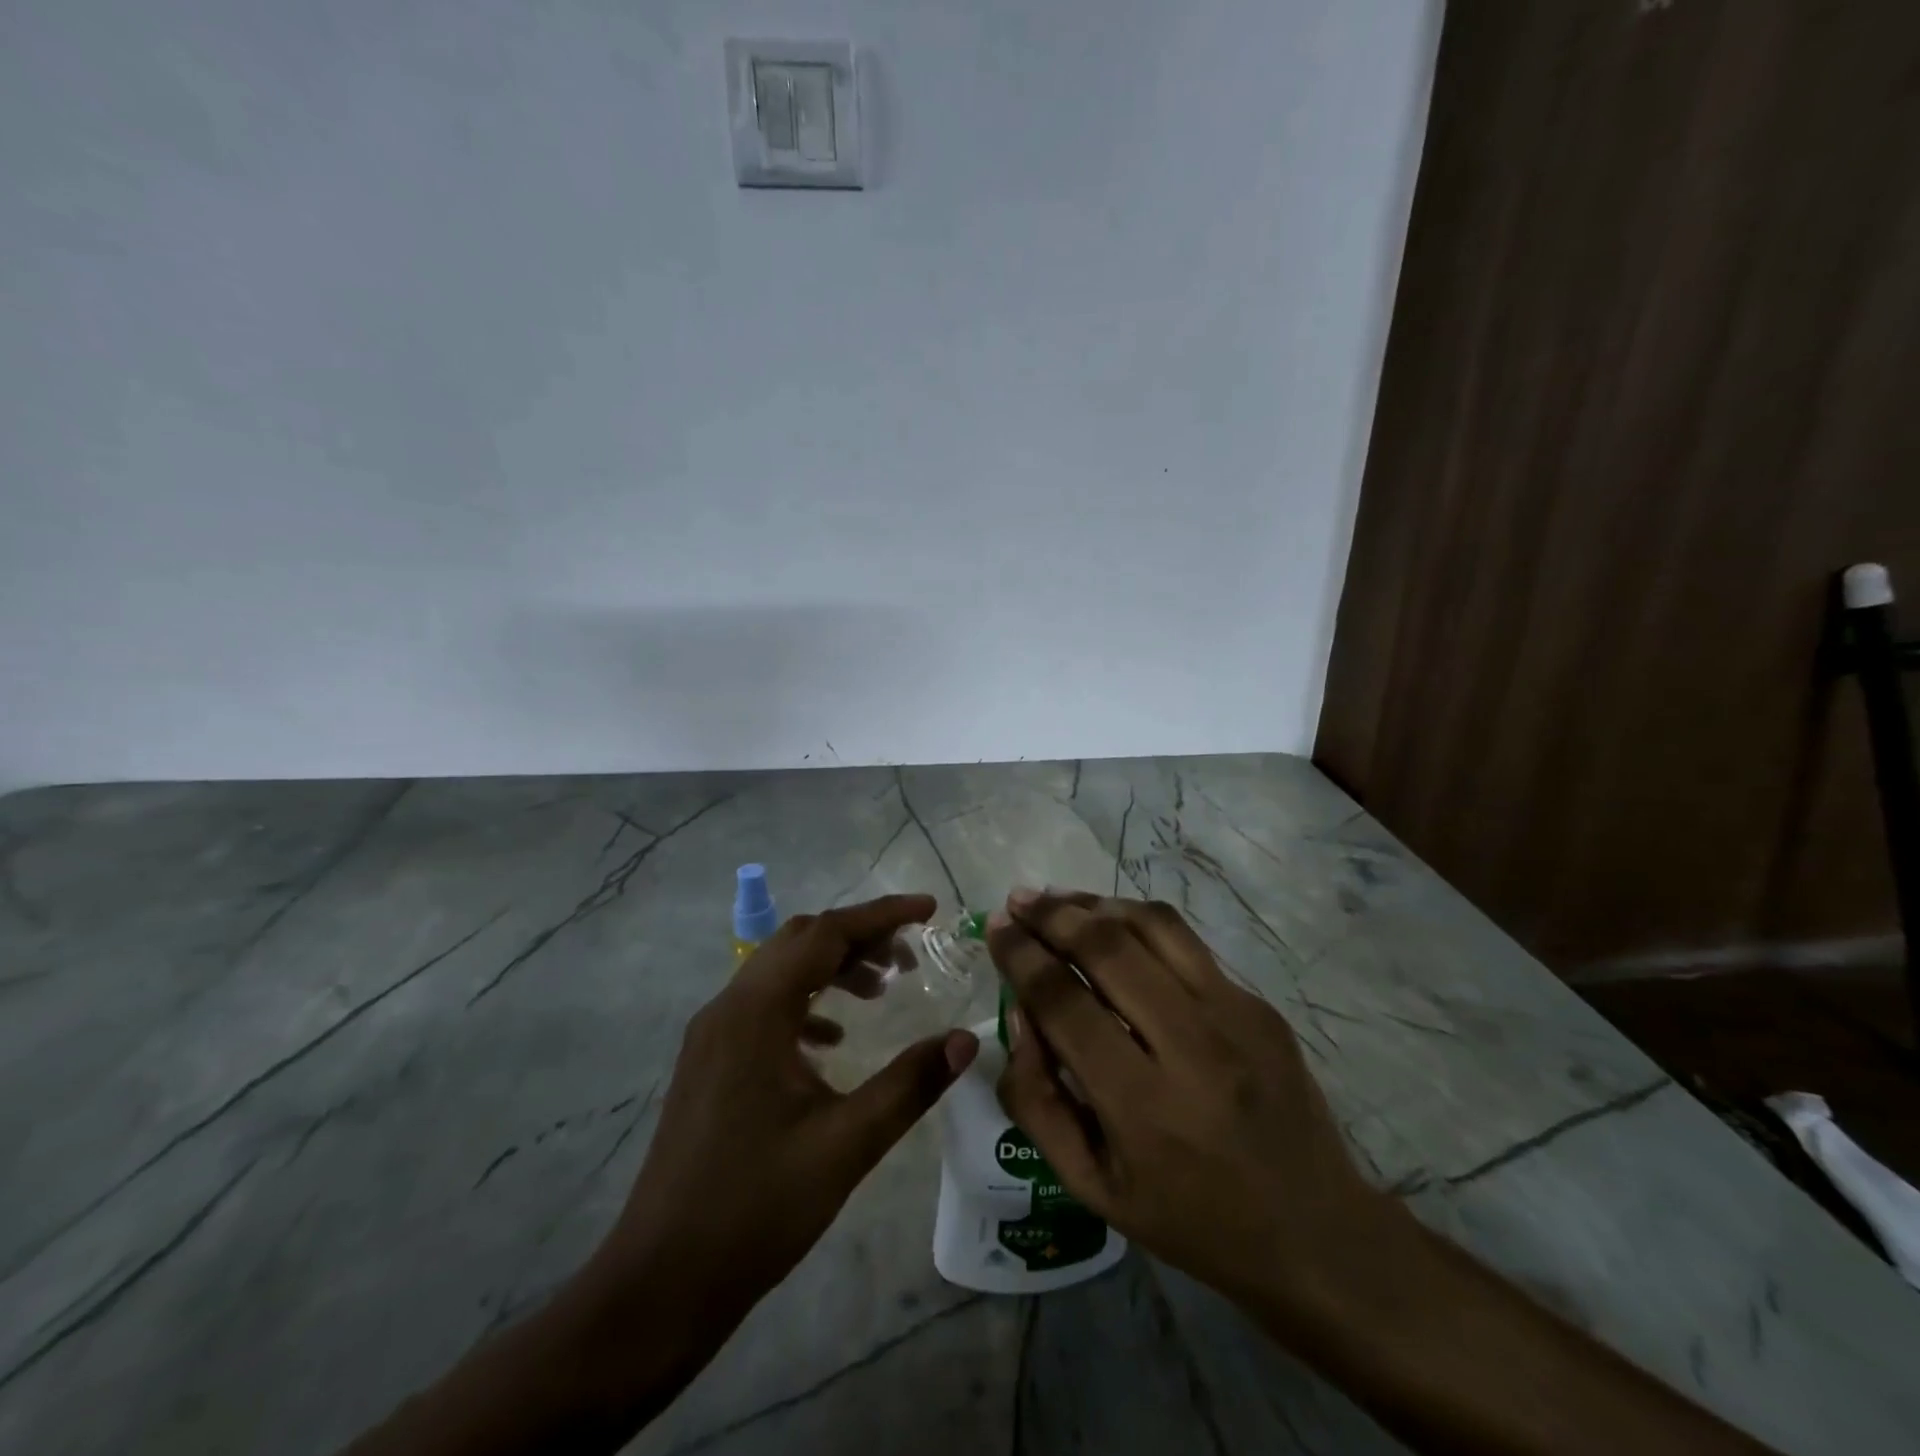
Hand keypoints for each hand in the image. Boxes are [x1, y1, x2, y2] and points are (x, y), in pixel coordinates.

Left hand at [586, 895, 979, 1342]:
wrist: (661, 1283)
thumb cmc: (756, 1208)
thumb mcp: (846, 1145)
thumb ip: (910, 1084)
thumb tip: (964, 1039)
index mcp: (756, 1012)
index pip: (826, 933)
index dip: (882, 915)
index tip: (930, 910)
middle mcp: (728, 1007)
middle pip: (800, 941)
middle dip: (859, 937)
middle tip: (910, 956)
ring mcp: (712, 1035)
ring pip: (780, 971)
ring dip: (832, 968)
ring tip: (882, 991)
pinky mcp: (710, 1062)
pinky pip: (764, 1006)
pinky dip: (806, 1003)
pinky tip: (833, 1042)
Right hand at [987, 887, 1396, 1323]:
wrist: (1315, 1232)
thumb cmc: (1190, 1220)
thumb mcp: (1092, 1187)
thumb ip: (1038, 1100)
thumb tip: (1020, 1013)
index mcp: (1142, 1106)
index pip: (1064, 1002)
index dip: (1020, 956)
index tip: (995, 929)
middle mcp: (1191, 1046)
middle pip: (1107, 947)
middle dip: (1051, 915)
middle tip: (1018, 901)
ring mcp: (1235, 1016)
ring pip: (1152, 926)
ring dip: (1095, 903)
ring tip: (1058, 900)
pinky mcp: (1259, 1005)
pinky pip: (1187, 943)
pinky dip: (1138, 923)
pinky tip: (1113, 926)